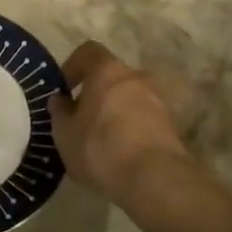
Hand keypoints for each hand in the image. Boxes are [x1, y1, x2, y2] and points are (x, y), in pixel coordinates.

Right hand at [48, 41, 194, 204]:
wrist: (154, 179)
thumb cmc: (100, 147)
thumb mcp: (64, 133)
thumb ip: (60, 112)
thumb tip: (60, 101)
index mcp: (107, 71)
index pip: (88, 52)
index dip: (73, 66)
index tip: (64, 89)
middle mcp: (136, 78)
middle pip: (111, 77)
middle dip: (95, 94)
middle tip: (80, 119)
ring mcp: (158, 101)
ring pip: (129, 99)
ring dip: (114, 112)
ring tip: (99, 141)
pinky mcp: (171, 126)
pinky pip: (143, 120)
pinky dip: (130, 129)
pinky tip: (119, 154)